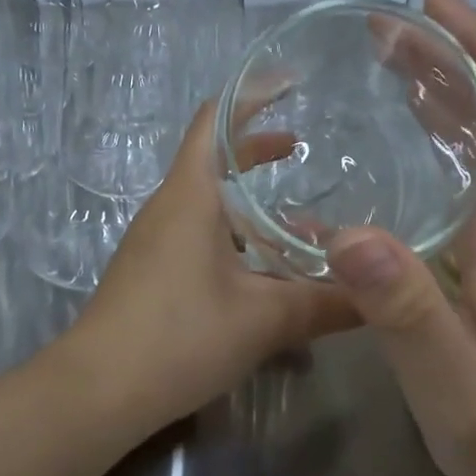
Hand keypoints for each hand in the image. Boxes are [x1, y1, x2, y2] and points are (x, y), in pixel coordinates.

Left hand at [72, 99, 358, 427]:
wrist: (96, 392)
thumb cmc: (179, 336)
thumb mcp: (264, 319)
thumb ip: (325, 304)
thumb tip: (380, 299)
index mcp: (190, 194)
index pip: (214, 118)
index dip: (251, 94)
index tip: (290, 82)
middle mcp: (169, 207)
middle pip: (214, 159)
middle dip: (259, 151)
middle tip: (303, 151)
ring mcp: (155, 241)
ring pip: (210, 205)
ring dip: (252, 207)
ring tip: (301, 224)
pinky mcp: (152, 273)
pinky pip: (200, 237)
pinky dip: (237, 239)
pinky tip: (267, 276)